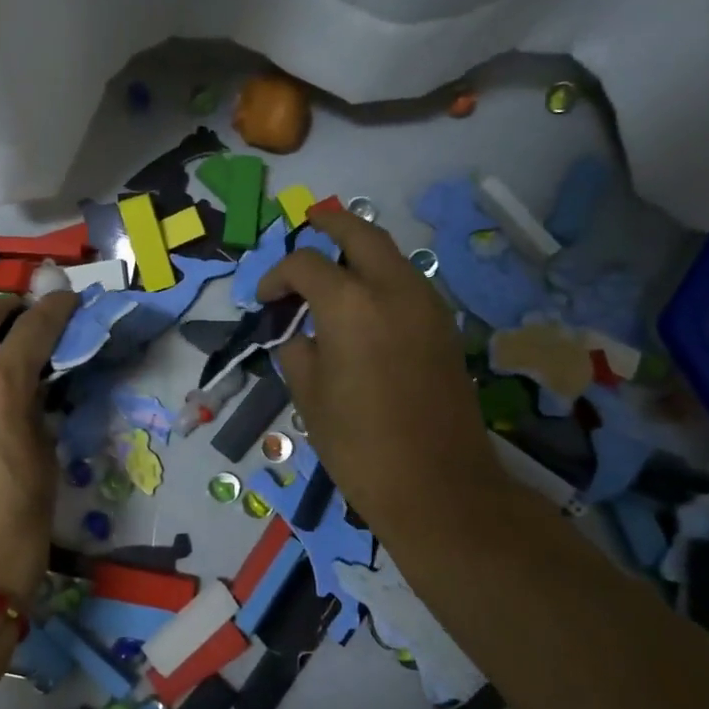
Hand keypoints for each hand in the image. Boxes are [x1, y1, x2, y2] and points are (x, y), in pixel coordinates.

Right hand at [259, 210, 508, 555]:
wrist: (436, 484)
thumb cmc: (358, 444)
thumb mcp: (308, 395)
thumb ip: (298, 350)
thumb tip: (302, 335)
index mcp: (351, 306)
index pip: (306, 265)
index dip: (277, 276)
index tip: (264, 301)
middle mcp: (394, 291)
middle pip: (360, 235)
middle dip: (330, 225)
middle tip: (309, 224)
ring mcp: (427, 306)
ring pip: (391, 255)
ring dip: (360, 251)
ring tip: (333, 267)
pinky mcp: (444, 328)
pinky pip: (408, 282)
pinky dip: (381, 277)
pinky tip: (363, 304)